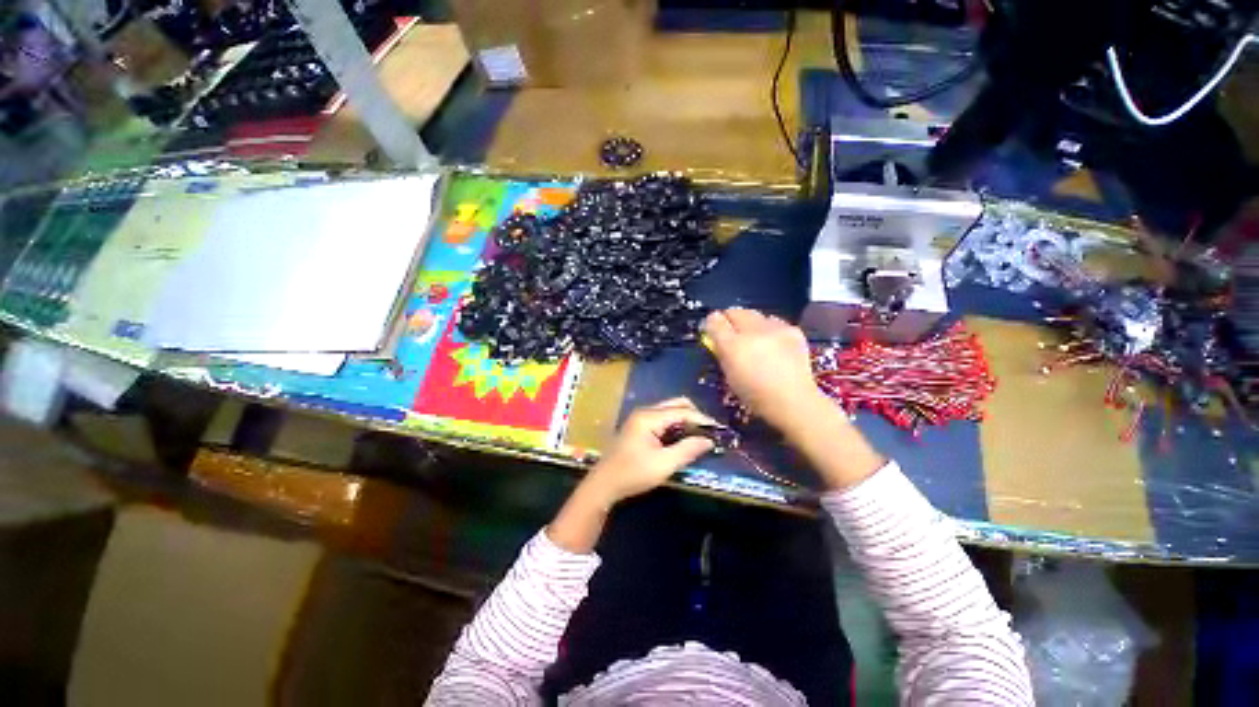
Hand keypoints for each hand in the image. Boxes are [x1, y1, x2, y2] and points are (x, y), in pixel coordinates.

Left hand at [549, 398, 715, 552]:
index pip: (681, 411)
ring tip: (700, 436)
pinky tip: (683, 439)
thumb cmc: (632, 474)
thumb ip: (687, 450)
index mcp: (649, 417)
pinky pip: (663, 419)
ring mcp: (641, 418)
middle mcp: (645, 412)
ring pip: (670, 411)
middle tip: (708, 432)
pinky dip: (676, 426)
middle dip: (694, 416)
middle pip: (676, 405)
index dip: (701, 419)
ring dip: (686, 421)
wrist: (604, 484)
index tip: (718, 430)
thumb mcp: (663, 464)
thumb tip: (709, 440)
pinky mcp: (640, 427)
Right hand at [702, 308, 822, 429]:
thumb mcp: (728, 375)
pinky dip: (769, 329)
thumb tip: (716, 338)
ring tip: (754, 338)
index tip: (712, 330)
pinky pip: (774, 322)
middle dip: (730, 319)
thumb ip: (721, 352)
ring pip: (755, 315)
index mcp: (733, 345)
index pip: (715, 320)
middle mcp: (752, 331)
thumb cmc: (754, 394)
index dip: (711, 323)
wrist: (793, 400)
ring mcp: (775, 328)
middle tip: (731, 332)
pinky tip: (773, 343)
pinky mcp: (792, 330)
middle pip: (735, 312)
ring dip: (750, 323)